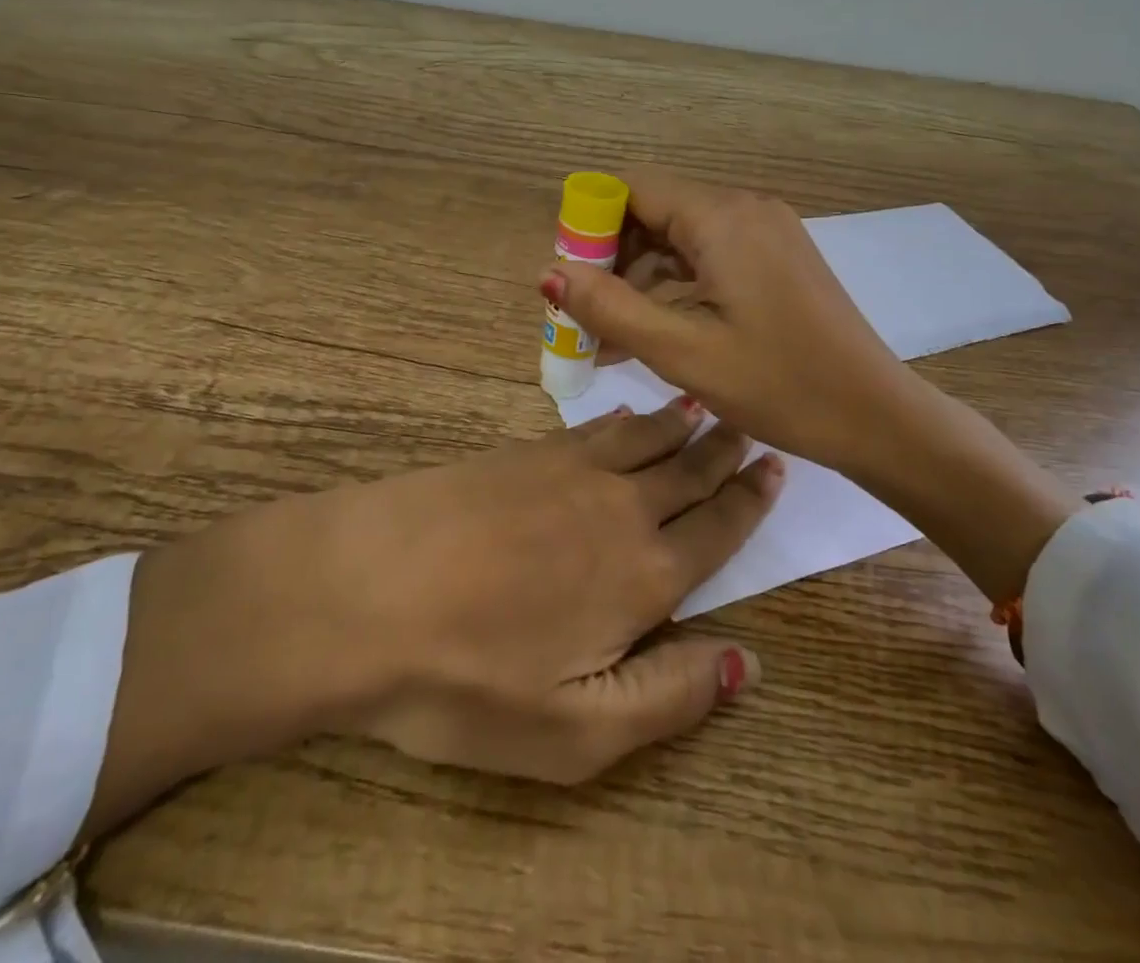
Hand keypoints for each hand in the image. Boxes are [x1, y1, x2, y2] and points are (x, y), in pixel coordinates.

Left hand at [89, 403, 782, 830]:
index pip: (716, 530)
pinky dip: (622, 419)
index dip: (749, 502)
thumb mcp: (574, 731)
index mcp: (643, 577)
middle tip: (748, 426)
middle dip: (723, 451)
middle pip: (687, 473)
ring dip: (678, 425)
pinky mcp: (521, 453)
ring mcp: (567, 472)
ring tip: (703, 407)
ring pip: (643, 440)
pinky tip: (626, 415)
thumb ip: (668, 695)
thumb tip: (747, 661)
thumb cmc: (466, 679)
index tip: (774, 468)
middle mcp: (619, 510)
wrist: (365, 589)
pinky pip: (592, 429)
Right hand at [540, 170, 1075, 606]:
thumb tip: (550, 271)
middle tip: (585, 313)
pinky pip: (711, 255)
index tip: (570, 276)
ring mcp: (767, 232)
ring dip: (642, 277)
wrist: (876, 416)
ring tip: (612, 334)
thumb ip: (609, 307)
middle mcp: (745, 209)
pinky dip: (677, 284)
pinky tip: (656, 329)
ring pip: (682, 236)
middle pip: (656, 210)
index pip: (633, 188)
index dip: (591, 224)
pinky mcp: (778, 258)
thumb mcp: (681, 352)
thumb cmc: (779, 385)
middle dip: (613, 257)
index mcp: (722, 218)